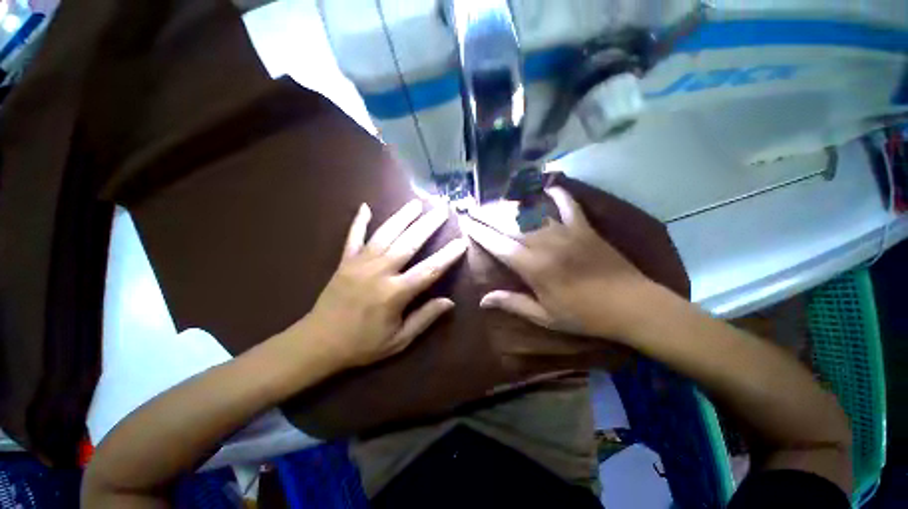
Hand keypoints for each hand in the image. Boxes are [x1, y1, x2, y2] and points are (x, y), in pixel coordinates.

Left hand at [299, 199, 465, 368]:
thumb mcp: (399, 340)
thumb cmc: (362, 345)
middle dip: (428, 225)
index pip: (429, 270)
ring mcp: (359, 263)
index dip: (447, 256)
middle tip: (442, 209)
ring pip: (385, 234)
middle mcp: (379, 272)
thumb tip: (449, 302)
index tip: (461, 241)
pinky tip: (366, 207)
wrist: (317, 343)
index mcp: (394, 293)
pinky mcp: (344, 261)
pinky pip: (353, 237)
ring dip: (402, 217)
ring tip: (416, 203)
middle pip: (409, 243)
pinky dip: (359, 221)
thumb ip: (425, 318)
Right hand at [461, 187, 655, 338]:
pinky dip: (559, 195)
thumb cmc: (584, 315)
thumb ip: (512, 303)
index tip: (467, 223)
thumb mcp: (544, 316)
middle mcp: (545, 244)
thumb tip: (483, 300)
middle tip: (474, 209)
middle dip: (489, 216)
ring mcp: (566, 233)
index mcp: (533, 267)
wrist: (632, 306)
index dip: (480, 233)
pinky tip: (549, 187)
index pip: (499, 245)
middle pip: (511, 225)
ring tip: (498, 202)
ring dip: (513, 207)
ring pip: (533, 214)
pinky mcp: (585, 228)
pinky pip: (569, 205)